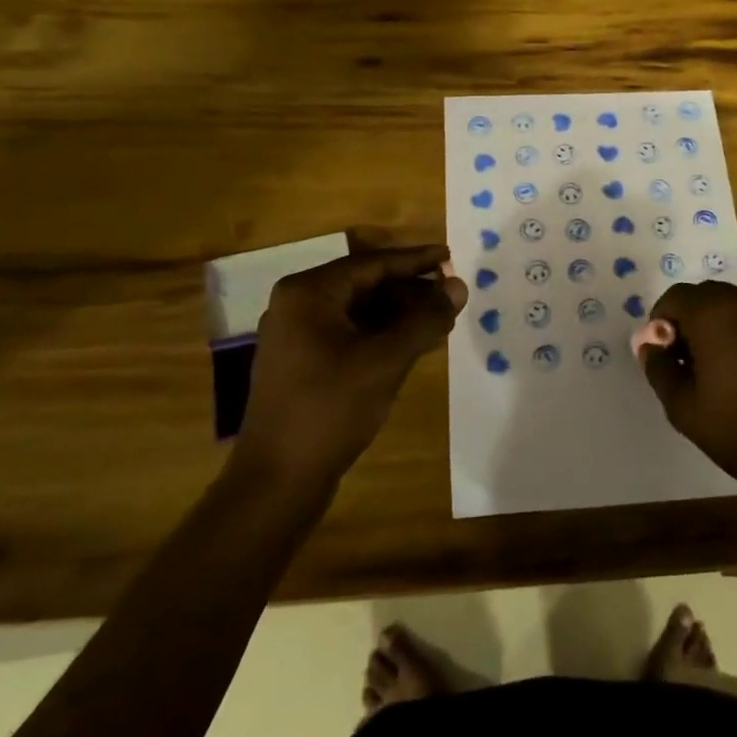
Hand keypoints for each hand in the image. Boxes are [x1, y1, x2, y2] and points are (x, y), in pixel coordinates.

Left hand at [235, 244, 466, 484]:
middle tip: (451, 297)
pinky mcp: (302, 364)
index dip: (416, 260)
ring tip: (441, 321)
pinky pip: (350, 335)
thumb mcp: (386, 360)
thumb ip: (425, 319)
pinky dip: (382, 336)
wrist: (277, 480)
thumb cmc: (331, 409)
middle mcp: (297, 306)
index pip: (372, 264)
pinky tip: (413, 346)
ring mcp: (297, 337)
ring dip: (400, 315)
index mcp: (308, 293)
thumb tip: (458, 286)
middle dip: (410, 291)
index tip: (451, 256)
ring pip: (359, 312)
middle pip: (365, 285)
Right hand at [638, 281, 736, 488]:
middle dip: (688, 321)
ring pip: (732, 306)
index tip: (663, 355)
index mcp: (714, 314)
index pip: (674, 297)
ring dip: (715, 326)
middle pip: (704, 296)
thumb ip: (659, 369)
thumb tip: (649, 345)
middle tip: (685, 362)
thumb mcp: (684, 407)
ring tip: (715, 369)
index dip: (660, 322)